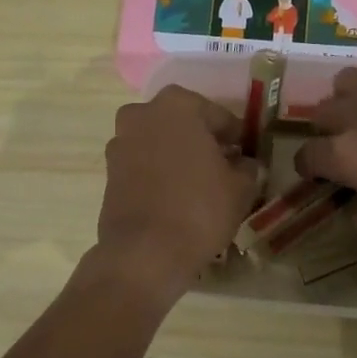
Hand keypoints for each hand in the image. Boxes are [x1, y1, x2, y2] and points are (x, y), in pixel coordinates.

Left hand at [96, 86, 260, 297]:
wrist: (145, 252)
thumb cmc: (200, 209)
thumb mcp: (240, 187)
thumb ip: (247, 166)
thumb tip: (244, 163)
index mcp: (178, 105)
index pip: (220, 117)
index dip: (236, 138)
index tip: (246, 156)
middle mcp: (143, 114)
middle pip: (184, 125)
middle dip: (203, 142)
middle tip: (223, 169)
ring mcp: (120, 142)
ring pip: (160, 143)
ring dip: (178, 157)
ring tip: (199, 186)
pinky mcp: (108, 172)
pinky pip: (143, 164)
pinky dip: (159, 174)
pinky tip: (176, 197)